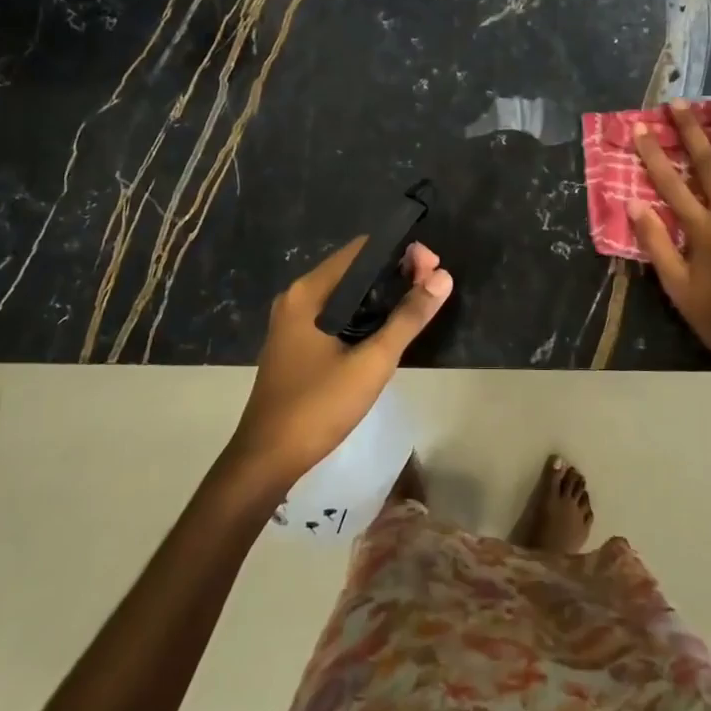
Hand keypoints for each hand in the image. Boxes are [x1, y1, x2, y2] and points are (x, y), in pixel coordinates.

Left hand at [228, 237, 452, 494]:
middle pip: (354, 269)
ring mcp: (294, 320)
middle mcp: (298, 297)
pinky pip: (337, 312)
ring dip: (382, 293)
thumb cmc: (319, 406)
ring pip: (347, 292)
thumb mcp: (372, 362)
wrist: (267, 459)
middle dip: (395, 272)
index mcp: (309, 292)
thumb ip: (408, 318)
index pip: (361, 250)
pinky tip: (388, 326)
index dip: (401, 252)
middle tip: (434, 285)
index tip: (433, 267)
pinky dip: (364, 312)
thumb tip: (443, 277)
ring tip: (420, 302)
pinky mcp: (297, 341)